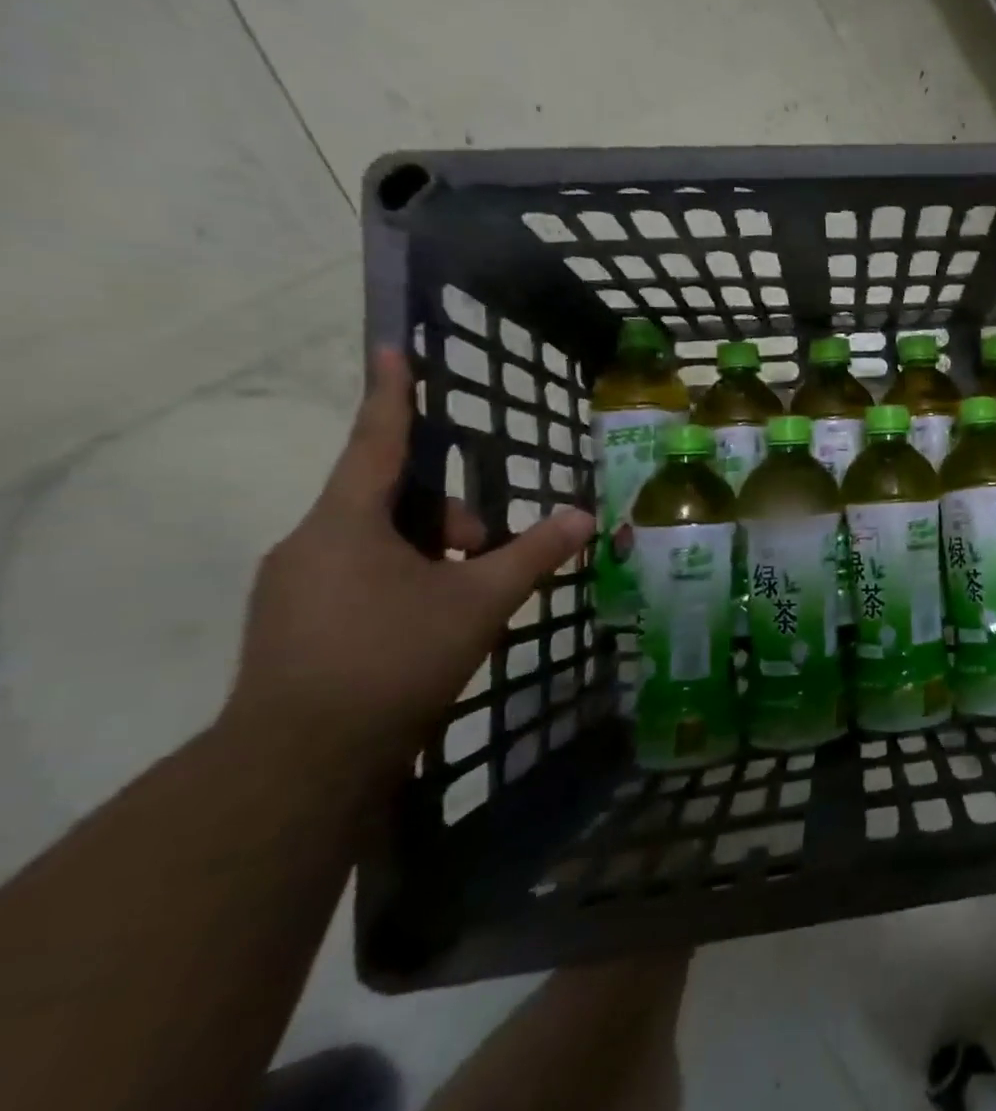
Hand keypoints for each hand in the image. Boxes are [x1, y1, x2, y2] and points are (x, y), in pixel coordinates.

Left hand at [224, 349, 594, 771]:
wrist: (300, 763)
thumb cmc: (394, 659)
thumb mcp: (480, 600)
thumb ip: (535, 553)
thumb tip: (586, 517)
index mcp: (345, 523)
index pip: (376, 441)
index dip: (391, 393)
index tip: (390, 347)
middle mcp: (310, 543)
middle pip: (392, 502)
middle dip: (450, 519)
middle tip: (488, 555)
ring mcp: (295, 586)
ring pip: (379, 543)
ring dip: (432, 555)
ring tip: (465, 602)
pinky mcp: (294, 623)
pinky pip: (359, 576)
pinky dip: (405, 582)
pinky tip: (430, 625)